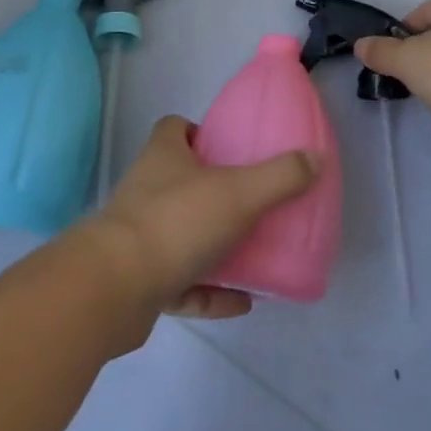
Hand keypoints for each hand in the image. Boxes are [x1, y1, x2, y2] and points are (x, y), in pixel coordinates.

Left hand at [80, 115, 321, 324]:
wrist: (115, 288)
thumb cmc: (176, 222)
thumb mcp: (239, 193)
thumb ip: (279, 176)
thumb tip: (315, 156)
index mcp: (164, 156)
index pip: (175, 128)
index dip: (199, 131)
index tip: (229, 146)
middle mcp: (147, 189)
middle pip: (180, 179)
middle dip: (213, 189)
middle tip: (252, 201)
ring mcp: (141, 237)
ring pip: (181, 233)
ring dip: (213, 245)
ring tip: (254, 253)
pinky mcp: (139, 282)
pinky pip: (182, 284)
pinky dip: (210, 292)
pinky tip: (242, 302)